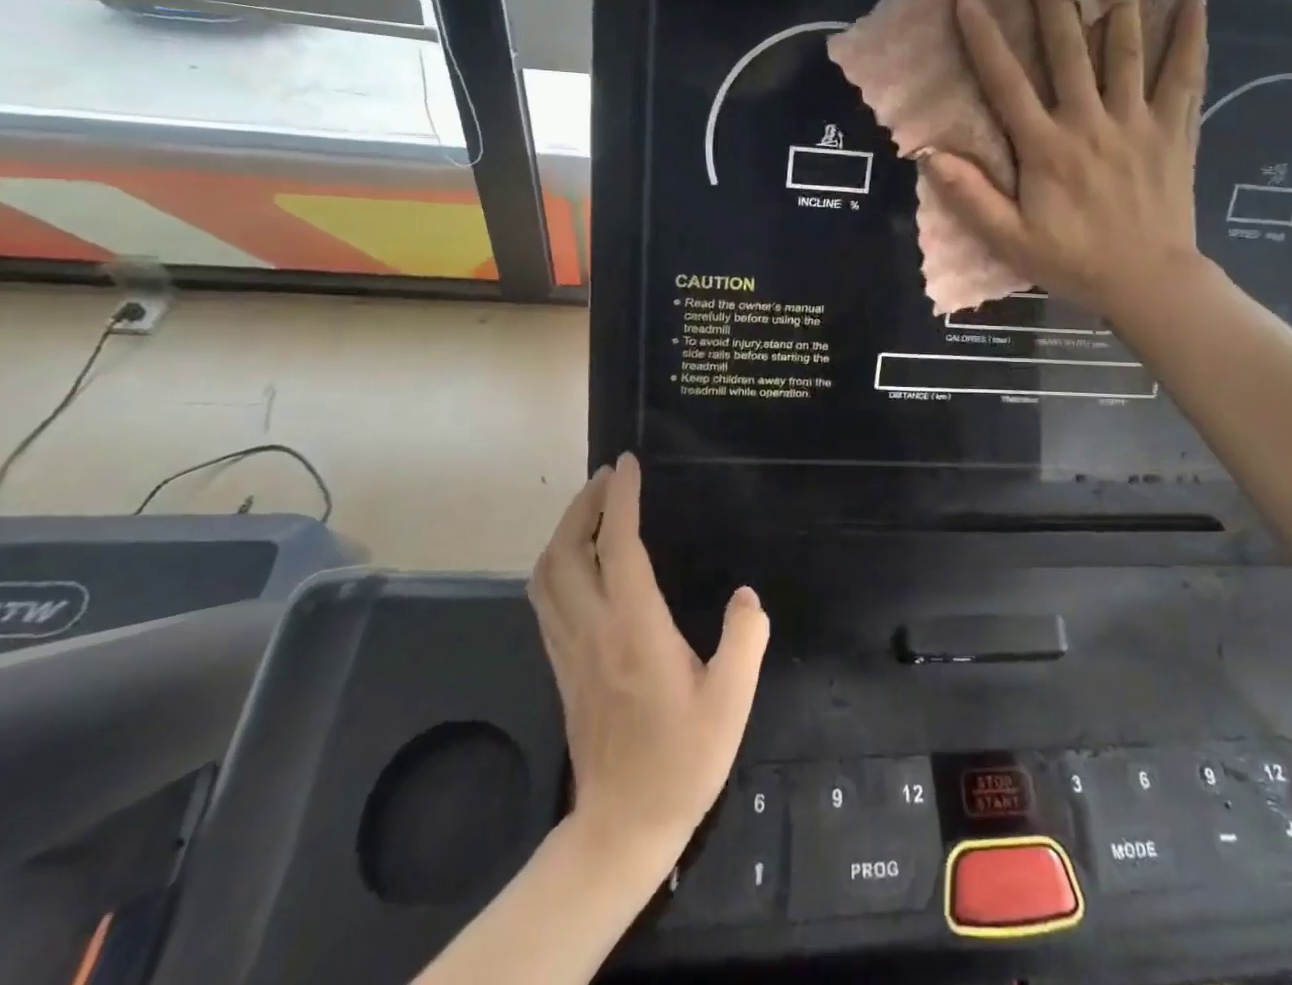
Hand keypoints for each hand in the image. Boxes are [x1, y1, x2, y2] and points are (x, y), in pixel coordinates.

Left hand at [528, 454, 768, 880]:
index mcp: (634, 629)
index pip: (619, 547)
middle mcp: (593, 629)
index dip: (621, 500)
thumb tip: (746, 596)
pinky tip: (577, 560)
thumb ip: (744, 640)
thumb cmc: (682, 761)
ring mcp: (569, 649)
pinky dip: (556, 563)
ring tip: (592, 507)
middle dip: (584, 504)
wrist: (622, 826)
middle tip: (608, 476)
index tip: (627, 464)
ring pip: (547, 574)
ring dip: (565, 531)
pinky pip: (545, 599)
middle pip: (568, 551)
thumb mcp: (731, 702)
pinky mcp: (561, 666)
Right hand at [922, 0, 1210, 319]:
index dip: (985, 40)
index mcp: (1046, 149)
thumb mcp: (1011, 241)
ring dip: (1118, 1)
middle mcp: (1090, 123)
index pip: (1008, 84)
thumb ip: (971, 198)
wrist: (1149, 282)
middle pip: (1070, 48)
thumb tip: (928, 156)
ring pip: (1128, 51)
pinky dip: (1190, 38)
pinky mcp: (1174, 131)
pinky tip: (1194, 0)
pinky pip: (1185, 77)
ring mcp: (1137, 123)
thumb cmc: (1075, 262)